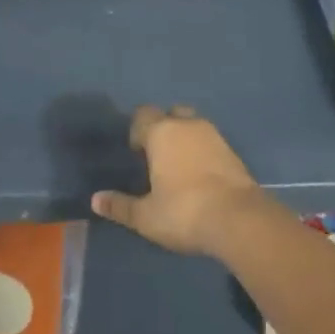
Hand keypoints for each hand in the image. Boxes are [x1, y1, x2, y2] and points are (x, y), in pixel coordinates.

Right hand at [91, 105, 273, 256]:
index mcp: (162, 132)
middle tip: (158, 155)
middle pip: (171, 114)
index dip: (137, 130)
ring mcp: (213, 135)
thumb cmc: (184, 212)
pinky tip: (200, 175)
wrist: (238, 219)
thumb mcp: (146, 216)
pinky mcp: (232, 151)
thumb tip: (95, 200)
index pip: (143, 115)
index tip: (136, 152)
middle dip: (163, 128)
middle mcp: (187, 125)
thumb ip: (120, 206)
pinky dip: (203, 151)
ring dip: (185, 138)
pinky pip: (210, 141)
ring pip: (193, 125)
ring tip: (179, 166)